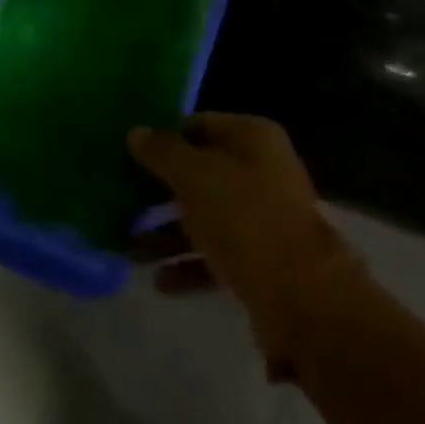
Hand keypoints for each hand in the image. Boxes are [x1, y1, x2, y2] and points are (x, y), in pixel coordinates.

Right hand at [129, 115, 367, 379]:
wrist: (302, 298)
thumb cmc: (246, 219)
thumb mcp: (197, 177)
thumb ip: (164, 153)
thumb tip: (136, 132)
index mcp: (253, 137)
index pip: (201, 125)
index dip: (166, 138)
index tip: (130, 155)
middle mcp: (261, 170)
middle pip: (202, 172)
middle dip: (161, 191)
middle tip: (122, 202)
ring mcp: (263, 217)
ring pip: (206, 216)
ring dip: (168, 232)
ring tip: (129, 250)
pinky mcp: (261, 262)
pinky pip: (216, 255)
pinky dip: (188, 265)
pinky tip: (159, 281)